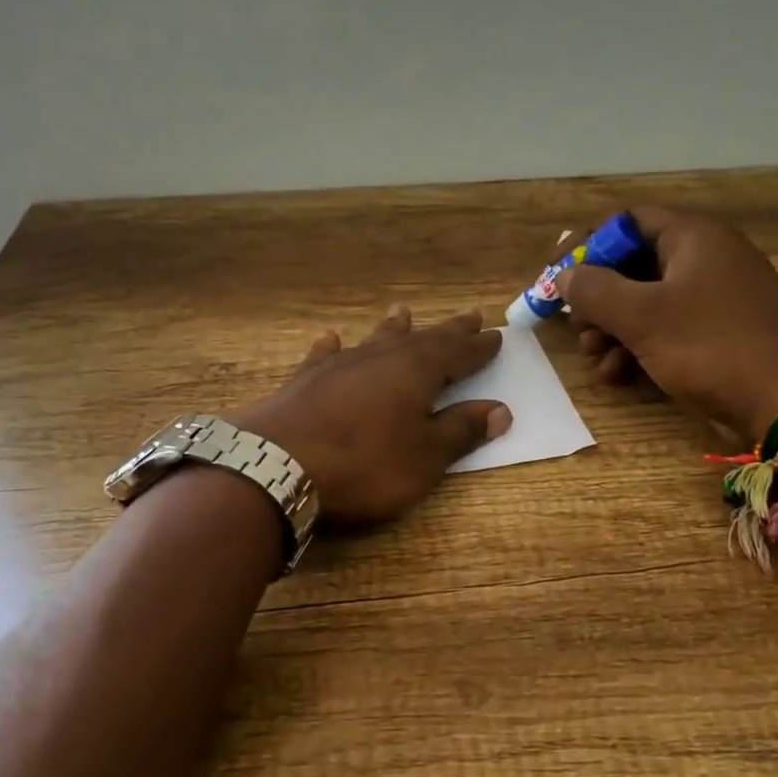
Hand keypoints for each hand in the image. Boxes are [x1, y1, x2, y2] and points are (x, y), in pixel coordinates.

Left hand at [235, 307, 510, 524]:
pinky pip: (326, 355)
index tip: (496, 336)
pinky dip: (333, 347)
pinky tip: (331, 338)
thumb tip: (500, 410)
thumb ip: (461, 431)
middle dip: (448, 332)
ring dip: (392, 328)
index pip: (458, 354)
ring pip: (374, 340)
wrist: (278, 465)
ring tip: (403, 312)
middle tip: (469, 316)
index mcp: (417, 372)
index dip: (478, 348)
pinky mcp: (305, 380)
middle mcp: (380, 357)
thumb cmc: (364, 464)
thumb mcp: (425, 457)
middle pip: (422, 339)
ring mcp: (339, 365)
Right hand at [556, 208, 777, 438]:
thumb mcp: (642, 317)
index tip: (557, 276)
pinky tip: (621, 376)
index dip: (587, 246)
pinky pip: (669, 328)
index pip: (627, 222)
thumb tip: (565, 276)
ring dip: (613, 330)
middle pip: (634, 265)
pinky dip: (640, 347)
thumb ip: (595, 290)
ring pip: (648, 303)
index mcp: (693, 237)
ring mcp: (717, 297)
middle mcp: (706, 258)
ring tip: (596, 360)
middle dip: (598, 298)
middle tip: (578, 328)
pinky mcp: (722, 332)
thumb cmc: (711, 346)